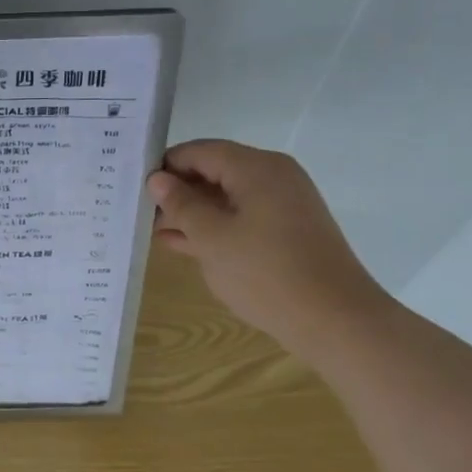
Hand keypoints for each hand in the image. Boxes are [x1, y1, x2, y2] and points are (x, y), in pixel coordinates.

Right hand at [148, 140, 393, 353]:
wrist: (336, 320)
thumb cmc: (267, 274)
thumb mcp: (212, 239)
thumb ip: (181, 205)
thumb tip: (158, 180)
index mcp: (256, 168)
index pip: (199, 151)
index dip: (165, 166)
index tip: (135, 187)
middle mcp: (273, 176)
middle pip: (214, 171)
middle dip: (178, 191)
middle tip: (140, 213)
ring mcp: (284, 204)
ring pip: (227, 197)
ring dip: (193, 213)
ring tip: (154, 232)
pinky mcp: (288, 230)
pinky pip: (242, 217)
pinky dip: (215, 227)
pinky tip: (183, 245)